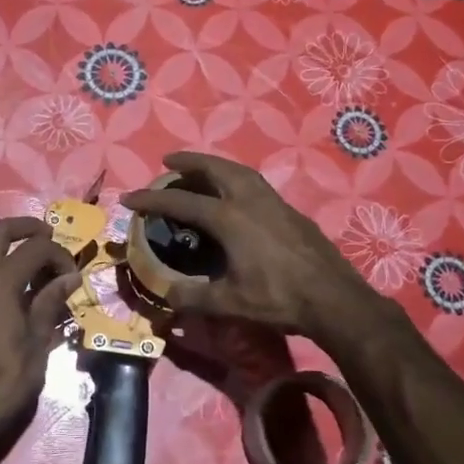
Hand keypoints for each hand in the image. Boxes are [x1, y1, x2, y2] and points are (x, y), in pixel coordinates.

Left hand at [0, 216, 80, 460]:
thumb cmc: (7, 380)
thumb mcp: (38, 341)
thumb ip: (50, 302)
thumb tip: (70, 276)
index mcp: (1, 279)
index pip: (37, 248)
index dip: (60, 255)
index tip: (72, 275)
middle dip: (26, 228)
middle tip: (46, 236)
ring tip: (19, 255)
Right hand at [121, 152, 372, 338]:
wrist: (334, 298)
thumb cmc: (278, 298)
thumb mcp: (230, 303)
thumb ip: (193, 297)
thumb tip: (167, 294)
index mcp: (229, 218)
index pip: (181, 202)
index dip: (152, 199)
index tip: (129, 198)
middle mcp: (249, 200)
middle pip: (214, 168)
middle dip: (188, 161)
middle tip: (169, 160)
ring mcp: (273, 201)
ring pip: (238, 171)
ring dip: (215, 165)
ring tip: (201, 170)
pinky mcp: (289, 210)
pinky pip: (254, 182)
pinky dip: (235, 177)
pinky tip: (236, 192)